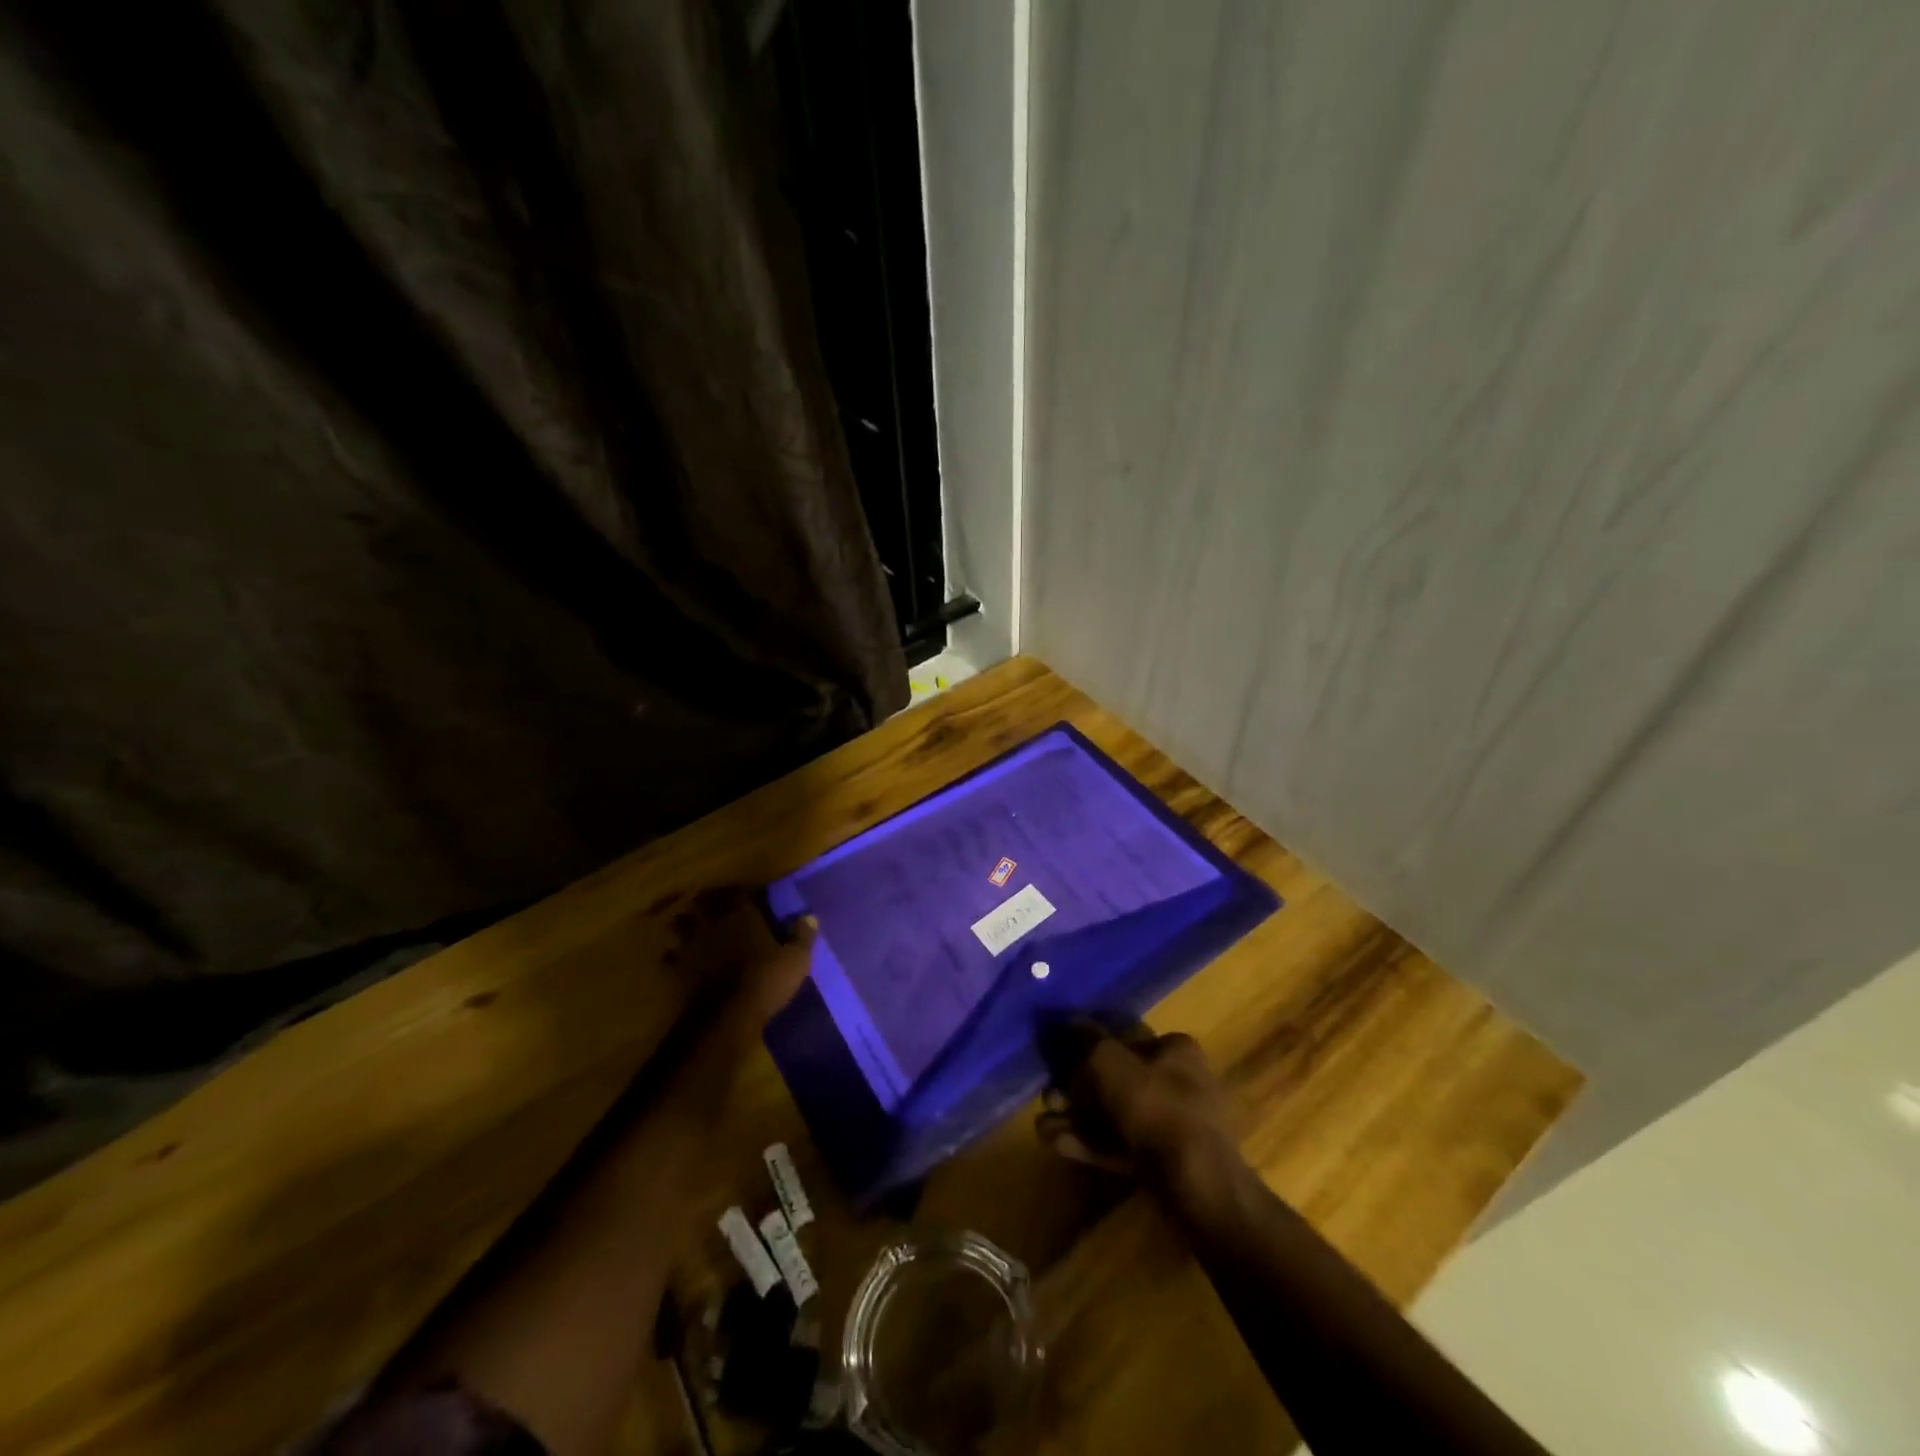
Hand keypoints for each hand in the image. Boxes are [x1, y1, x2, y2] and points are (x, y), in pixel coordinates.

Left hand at [657, 889, 815, 1114]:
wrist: (727, 1018)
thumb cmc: (766, 981)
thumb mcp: (796, 959)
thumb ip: (802, 936)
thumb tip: (810, 917)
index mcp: (742, 916)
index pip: (738, 892)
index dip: (741, 891)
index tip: (746, 892)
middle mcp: (714, 924)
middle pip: (702, 903)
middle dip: (706, 901)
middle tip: (712, 902)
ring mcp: (693, 946)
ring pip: (680, 925)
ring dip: (684, 923)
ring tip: (688, 924)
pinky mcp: (679, 971)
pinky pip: (670, 957)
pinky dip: (672, 956)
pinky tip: (676, 958)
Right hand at [1036, 1019, 1239, 1192]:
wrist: (1195, 1184)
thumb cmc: (1154, 1106)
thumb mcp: (1109, 1061)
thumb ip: (1087, 1040)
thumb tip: (1072, 1022)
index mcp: (1175, 1051)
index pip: (1126, 1039)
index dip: (1090, 1047)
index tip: (1061, 1060)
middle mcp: (1177, 1082)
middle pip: (1115, 1080)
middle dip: (1076, 1090)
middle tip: (1049, 1097)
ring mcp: (1171, 1125)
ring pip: (1113, 1115)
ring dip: (1076, 1118)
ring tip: (1043, 1124)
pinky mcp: (1163, 1162)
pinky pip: (1120, 1144)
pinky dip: (1089, 1143)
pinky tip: (1055, 1143)